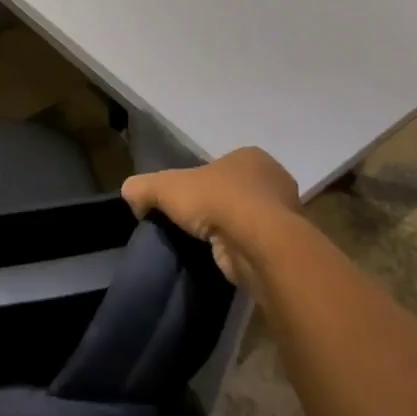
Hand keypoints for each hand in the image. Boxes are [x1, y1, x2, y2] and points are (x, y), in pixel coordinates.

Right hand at [121, 147, 300, 289]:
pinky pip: (257, 244)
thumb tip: (129, 194)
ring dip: (231, 230)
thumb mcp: (166, 187)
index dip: (201, 182)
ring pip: (249, 219)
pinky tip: (226, 258)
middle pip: (236, 191)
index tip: (185, 201)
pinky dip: (241, 250)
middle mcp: (273, 179)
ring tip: (208, 244)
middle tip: (194, 223)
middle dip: (218, 206)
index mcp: (250, 157)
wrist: (258, 243)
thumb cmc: (216, 201)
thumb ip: (144, 187)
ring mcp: (284, 213)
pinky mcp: (286, 245)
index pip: (220, 167)